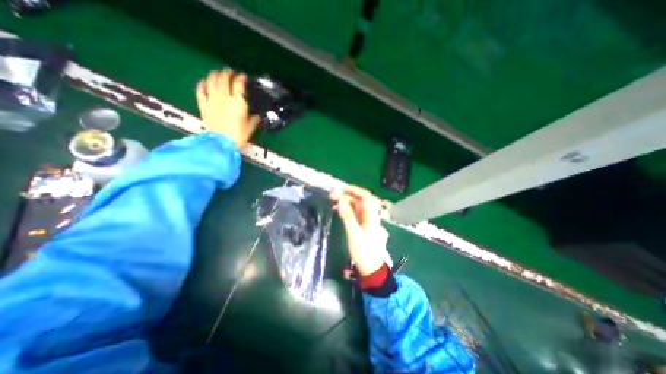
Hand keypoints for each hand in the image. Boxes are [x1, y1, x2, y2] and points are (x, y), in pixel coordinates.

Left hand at [196, 68, 259, 147]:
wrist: (223, 143)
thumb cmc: (239, 135)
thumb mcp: (250, 127)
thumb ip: (254, 119)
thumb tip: (256, 115)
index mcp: (237, 102)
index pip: (239, 84)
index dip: (241, 78)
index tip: (243, 76)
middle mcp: (224, 97)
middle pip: (223, 79)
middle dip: (227, 73)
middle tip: (230, 73)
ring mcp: (212, 100)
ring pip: (211, 81)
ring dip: (215, 75)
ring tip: (218, 73)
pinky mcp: (204, 106)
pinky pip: (200, 91)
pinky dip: (201, 85)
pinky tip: (204, 82)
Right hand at [332, 186, 390, 274]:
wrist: (370, 267)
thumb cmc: (363, 251)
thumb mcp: (354, 233)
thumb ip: (347, 216)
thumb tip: (340, 200)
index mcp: (371, 215)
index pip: (365, 197)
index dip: (354, 190)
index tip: (341, 188)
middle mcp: (369, 215)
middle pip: (359, 200)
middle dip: (346, 195)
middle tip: (332, 196)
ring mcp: (366, 220)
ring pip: (356, 206)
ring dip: (345, 202)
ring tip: (332, 201)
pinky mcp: (362, 224)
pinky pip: (354, 212)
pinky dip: (346, 209)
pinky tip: (337, 209)